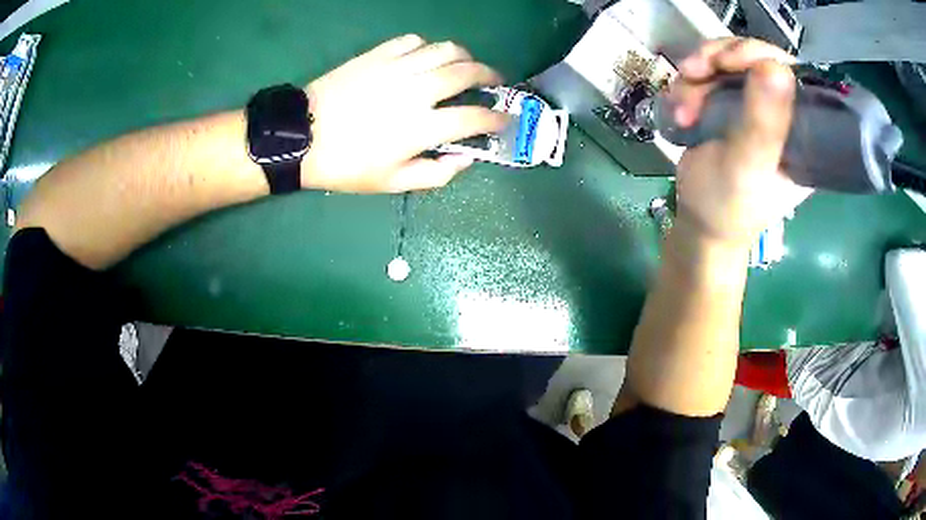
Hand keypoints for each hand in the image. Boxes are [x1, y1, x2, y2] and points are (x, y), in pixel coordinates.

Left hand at [301, 35, 508, 192]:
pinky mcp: (377, 55)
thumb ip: (436, 174)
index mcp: (421, 127)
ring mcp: (396, 68)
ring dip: (464, 56)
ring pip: (445, 49)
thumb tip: (466, 158)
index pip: (473, 117)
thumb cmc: (346, 165)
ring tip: (466, 65)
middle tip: (495, 82)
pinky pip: (413, 41)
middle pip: (467, 72)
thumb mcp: (392, 183)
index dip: (496, 118)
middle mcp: (416, 90)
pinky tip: (426, 58)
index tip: (505, 119)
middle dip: (490, 76)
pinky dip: (428, 47)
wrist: (301, 137)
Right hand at [667, 38, 811, 245]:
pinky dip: (689, 84)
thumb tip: (776, 67)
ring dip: (698, 75)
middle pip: (756, 57)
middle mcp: (783, 111)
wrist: (699, 225)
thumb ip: (762, 123)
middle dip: (719, 60)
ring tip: (683, 106)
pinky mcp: (731, 103)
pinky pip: (710, 72)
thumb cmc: (728, 207)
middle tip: (692, 72)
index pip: (792, 73)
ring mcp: (755, 104)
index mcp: (803, 130)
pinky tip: (680, 107)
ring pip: (728, 60)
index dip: (759, 55)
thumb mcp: (747, 169)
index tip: (727, 63)